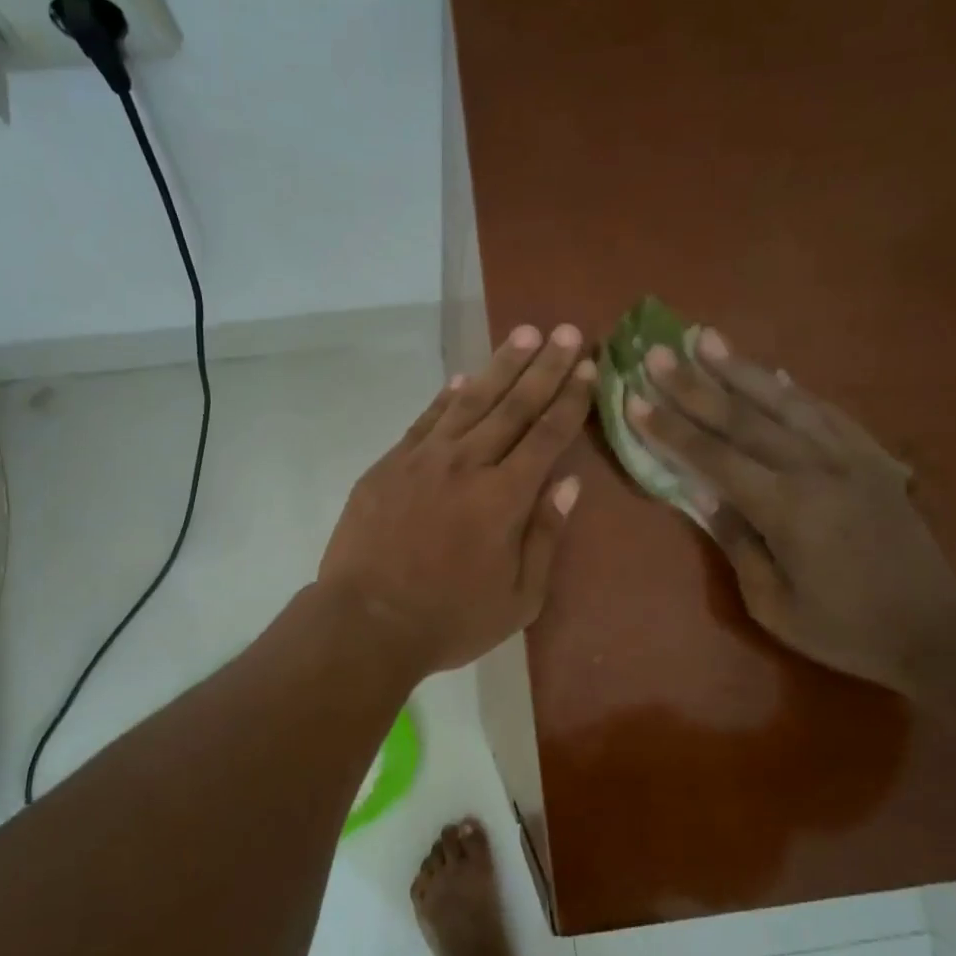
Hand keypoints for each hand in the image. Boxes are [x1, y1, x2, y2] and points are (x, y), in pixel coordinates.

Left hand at [319, 324, 594, 675]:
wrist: (367, 622)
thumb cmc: (450, 619)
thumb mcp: (519, 598)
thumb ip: (545, 536)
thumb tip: (568, 484)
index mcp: (505, 497)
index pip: (547, 436)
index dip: (570, 400)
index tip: (588, 369)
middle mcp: (468, 465)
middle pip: (513, 406)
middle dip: (545, 367)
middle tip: (567, 333)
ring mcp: (424, 460)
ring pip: (470, 402)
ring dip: (501, 366)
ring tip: (524, 334)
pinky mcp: (389, 465)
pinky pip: (426, 420)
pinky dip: (447, 397)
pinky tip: (464, 379)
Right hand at [628, 329, 955, 691]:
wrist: (936, 626)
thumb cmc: (845, 628)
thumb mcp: (774, 605)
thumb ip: (738, 544)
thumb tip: (706, 496)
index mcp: (786, 507)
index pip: (713, 457)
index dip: (670, 429)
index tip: (635, 400)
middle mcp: (814, 468)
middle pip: (743, 418)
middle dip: (694, 385)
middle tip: (656, 354)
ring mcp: (848, 456)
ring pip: (784, 401)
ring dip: (740, 369)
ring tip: (705, 339)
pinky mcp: (872, 456)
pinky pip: (826, 411)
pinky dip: (793, 388)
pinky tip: (772, 372)